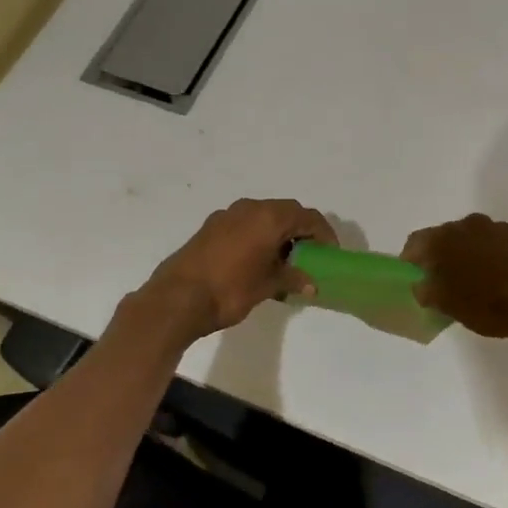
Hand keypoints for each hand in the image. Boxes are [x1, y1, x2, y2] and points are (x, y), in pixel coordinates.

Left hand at [138, 198, 336, 340]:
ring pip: (263, 217)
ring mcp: (226, 216)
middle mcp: (249, 208)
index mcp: (268, 217)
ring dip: (278, 233)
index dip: (323, 233)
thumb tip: (311, 283)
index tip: (330, 253)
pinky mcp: (210, 227)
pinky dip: (258, 236)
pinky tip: (258, 261)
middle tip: (311, 255)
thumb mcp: (268, 285)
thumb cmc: (230, 290)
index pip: (307, 217)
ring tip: (285, 261)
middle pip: (286, 212)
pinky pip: (245, 225)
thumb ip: (292, 278)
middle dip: (301, 231)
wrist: (177, 299)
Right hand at [402, 214, 507, 342]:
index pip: (415, 242)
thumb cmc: (489, 307)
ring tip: (473, 281)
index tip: (415, 277)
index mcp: (445, 238)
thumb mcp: (447, 306)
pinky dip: (490, 257)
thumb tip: (422, 284)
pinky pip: (495, 245)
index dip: (411, 260)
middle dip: (440, 256)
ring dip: (467, 255)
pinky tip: (499, 279)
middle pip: (444, 237)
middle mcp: (469, 224)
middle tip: (442, 281)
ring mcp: (498, 228)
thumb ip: (426, 290)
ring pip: (471, 238)